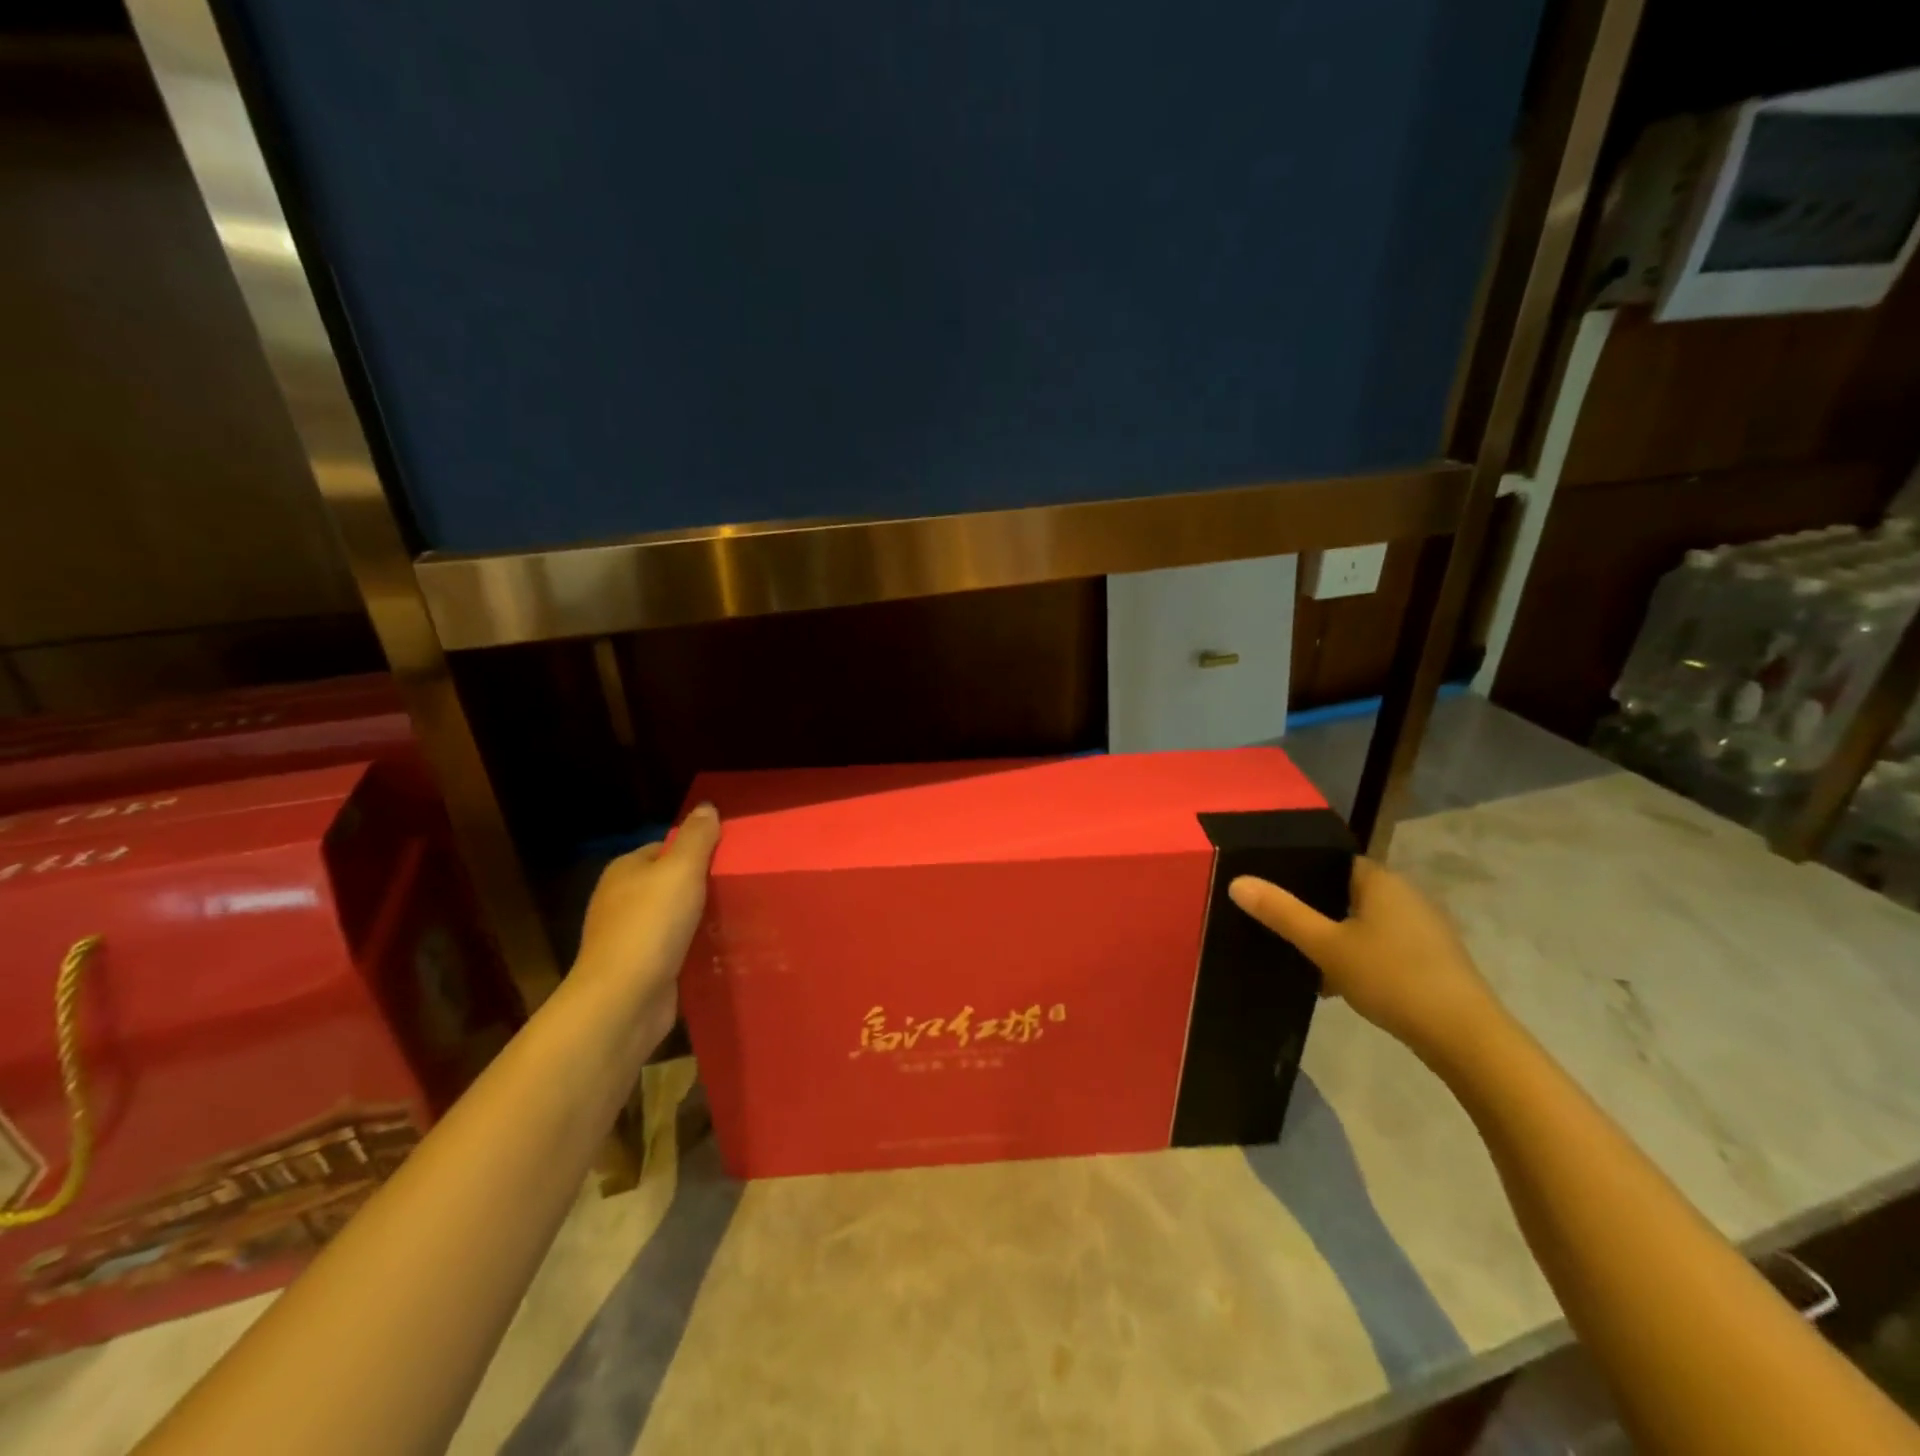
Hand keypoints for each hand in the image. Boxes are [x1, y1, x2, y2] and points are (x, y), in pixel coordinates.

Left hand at [571, 804, 719, 1052]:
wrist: (623, 1000)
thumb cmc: (651, 926)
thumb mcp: (680, 870)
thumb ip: (696, 837)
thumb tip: (706, 807)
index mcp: (624, 870)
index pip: (665, 848)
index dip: (697, 850)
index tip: (730, 859)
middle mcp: (621, 900)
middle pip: (671, 883)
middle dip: (702, 886)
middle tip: (740, 888)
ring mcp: (629, 937)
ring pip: (674, 918)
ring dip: (700, 919)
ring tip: (739, 917)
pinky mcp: (641, 969)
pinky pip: (675, 948)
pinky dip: (695, 948)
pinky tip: (720, 949)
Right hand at [1227, 857, 1497, 1059]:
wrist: (1464, 1037)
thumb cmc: (1391, 977)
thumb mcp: (1325, 946)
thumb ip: (1282, 913)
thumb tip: (1237, 882)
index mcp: (1381, 880)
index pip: (1334, 860)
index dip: (1301, 870)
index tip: (1272, 889)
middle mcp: (1406, 894)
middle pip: (1347, 892)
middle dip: (1316, 909)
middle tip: (1280, 925)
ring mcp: (1424, 928)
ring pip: (1364, 922)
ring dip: (1337, 938)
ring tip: (1303, 958)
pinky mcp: (1432, 959)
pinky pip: (1383, 946)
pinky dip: (1359, 957)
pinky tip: (1339, 985)